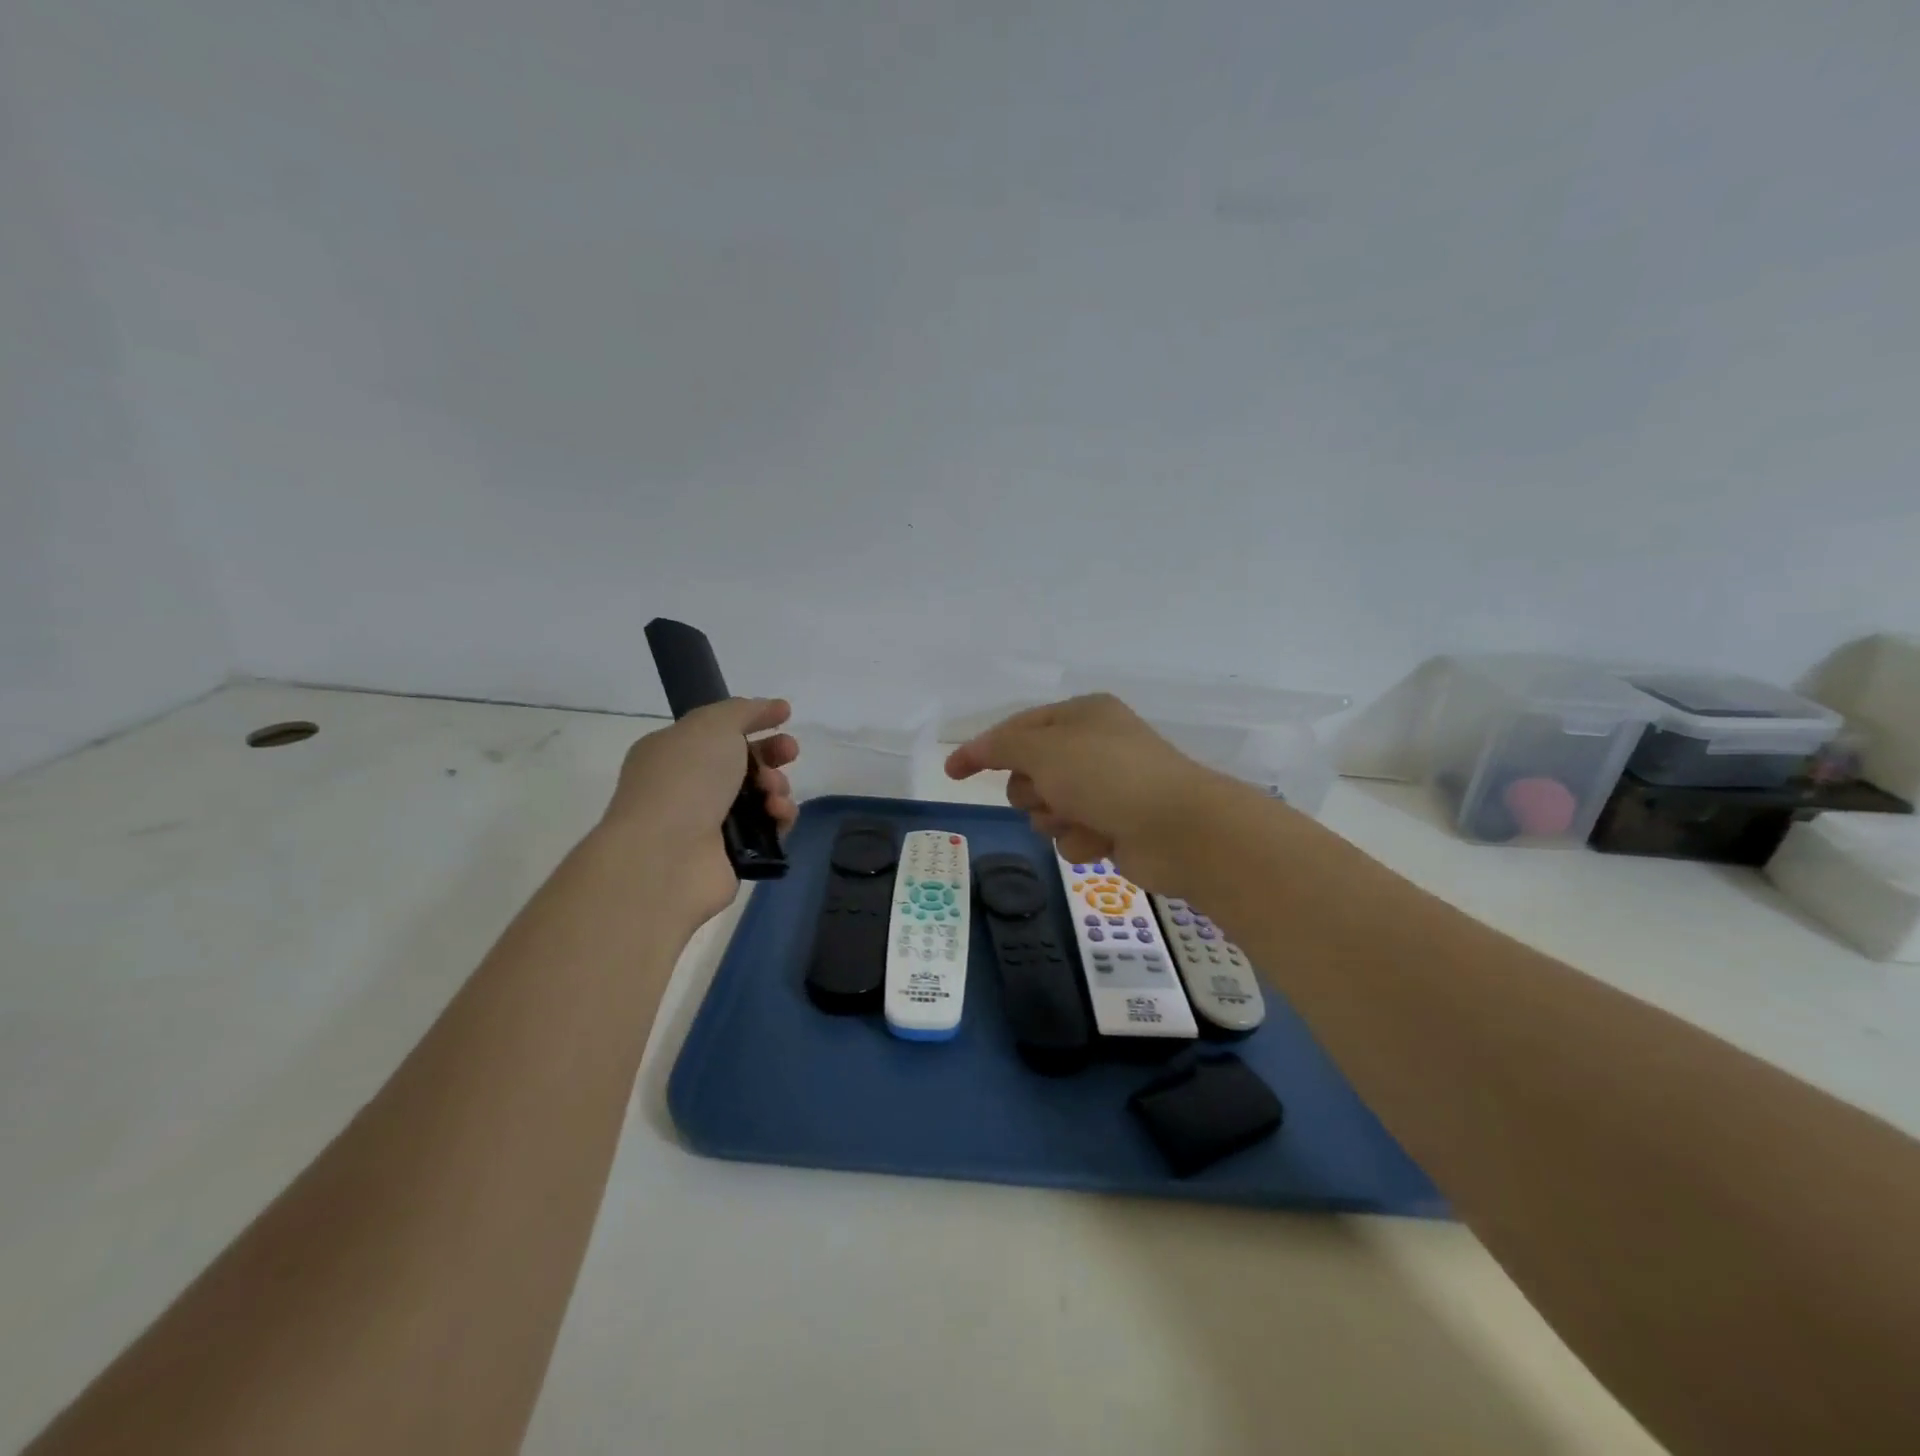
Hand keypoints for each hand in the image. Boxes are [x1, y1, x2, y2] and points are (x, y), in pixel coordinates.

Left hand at [601, 698, 798, 923]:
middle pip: (744, 763)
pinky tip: (777, 814)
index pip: (719, 731)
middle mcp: (689, 786)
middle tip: (789, 751)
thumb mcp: (712, 725)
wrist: (667, 856)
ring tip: (773, 791)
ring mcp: (710, 823)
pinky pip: (768, 829)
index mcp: (674, 751)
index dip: (753, 719)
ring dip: (777, 786)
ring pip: (760, 796)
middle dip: (772, 753)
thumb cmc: (685, 780)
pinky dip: (779, 818)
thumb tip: (770, 707)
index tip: (785, 715)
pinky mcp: (733, 854)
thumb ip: (743, 710)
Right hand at [945, 694, 1248, 893]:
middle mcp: (1093, 746)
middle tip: (1051, 794)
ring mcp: (1107, 787)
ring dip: (1056, 818)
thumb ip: (1001, 746)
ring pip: (1047, 808)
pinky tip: (1104, 840)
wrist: (1179, 828)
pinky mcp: (1115, 825)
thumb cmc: (1108, 775)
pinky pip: (1072, 834)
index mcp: (1081, 715)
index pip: (1017, 727)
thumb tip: (973, 750)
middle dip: (1032, 790)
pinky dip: (1081, 840)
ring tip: (1082, 819)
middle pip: (1030, 772)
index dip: (983, 749)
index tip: (952, 773)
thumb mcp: (1045, 749)